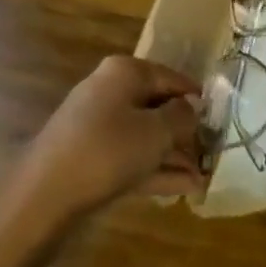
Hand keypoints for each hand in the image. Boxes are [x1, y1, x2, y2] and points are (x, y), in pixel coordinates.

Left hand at [0, 57, 204, 238]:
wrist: (45, 194)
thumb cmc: (108, 150)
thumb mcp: (156, 132)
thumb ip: (181, 117)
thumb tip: (191, 108)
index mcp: (126, 72)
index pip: (172, 78)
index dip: (197, 99)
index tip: (220, 120)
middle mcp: (111, 90)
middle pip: (157, 106)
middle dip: (185, 133)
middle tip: (212, 154)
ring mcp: (98, 124)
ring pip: (145, 135)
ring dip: (174, 156)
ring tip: (203, 178)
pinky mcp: (90, 155)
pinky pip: (131, 156)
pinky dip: (155, 169)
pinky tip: (183, 189)